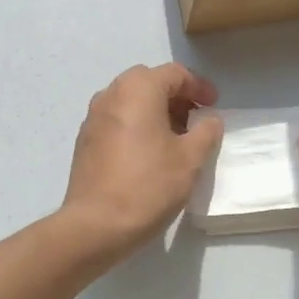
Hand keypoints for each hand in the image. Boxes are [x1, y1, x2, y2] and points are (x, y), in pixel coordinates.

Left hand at [60, 64, 223, 260]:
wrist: (96, 225)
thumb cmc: (149, 185)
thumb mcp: (190, 159)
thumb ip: (206, 132)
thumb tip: (209, 119)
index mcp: (138, 90)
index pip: (174, 73)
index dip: (199, 86)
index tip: (214, 106)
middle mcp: (111, 94)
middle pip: (149, 82)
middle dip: (175, 96)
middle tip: (195, 120)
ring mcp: (93, 117)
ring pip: (130, 101)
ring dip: (155, 111)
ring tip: (175, 138)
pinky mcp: (85, 141)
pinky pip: (116, 120)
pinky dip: (136, 125)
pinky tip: (149, 153)